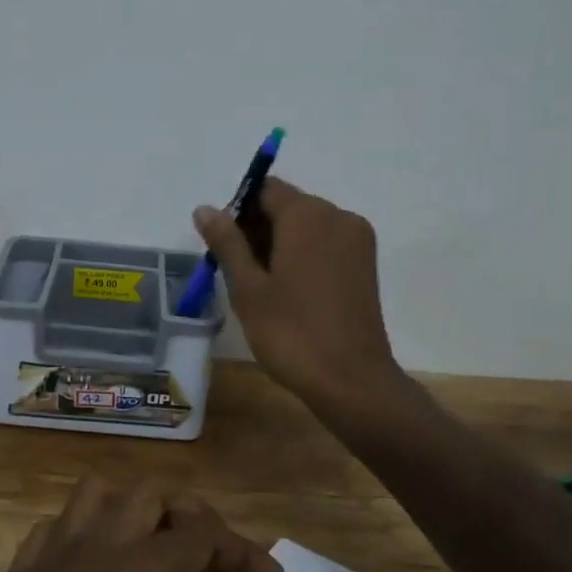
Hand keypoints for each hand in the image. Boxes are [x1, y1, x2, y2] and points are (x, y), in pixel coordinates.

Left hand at [0, 476, 295, 571]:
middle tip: (213, 553)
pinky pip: (59, 520)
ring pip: (102, 489)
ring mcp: (53, 550)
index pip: (204, 535)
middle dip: (193, 512)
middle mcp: (100, 547)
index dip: (243, 550)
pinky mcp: (20, 566)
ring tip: (153, 543)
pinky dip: (85, 525)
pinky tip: (89, 563)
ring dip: (134, 504)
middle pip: (156, 493)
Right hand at [194, 177, 402, 409]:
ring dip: (279, 243)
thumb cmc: (291, 333)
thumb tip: (205, 208)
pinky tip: (288, 291)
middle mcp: (338, 216)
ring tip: (261, 286)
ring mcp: (357, 240)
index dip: (239, 211)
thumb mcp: (248, 288)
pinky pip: (326, 243)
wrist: (351, 381)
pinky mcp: (365, 264)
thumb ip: (226, 242)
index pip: (265, 190)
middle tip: (238, 272)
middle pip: (287, 205)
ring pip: (307, 226)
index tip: (224, 247)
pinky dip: (303, 255)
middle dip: (258, 229)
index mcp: (308, 215)